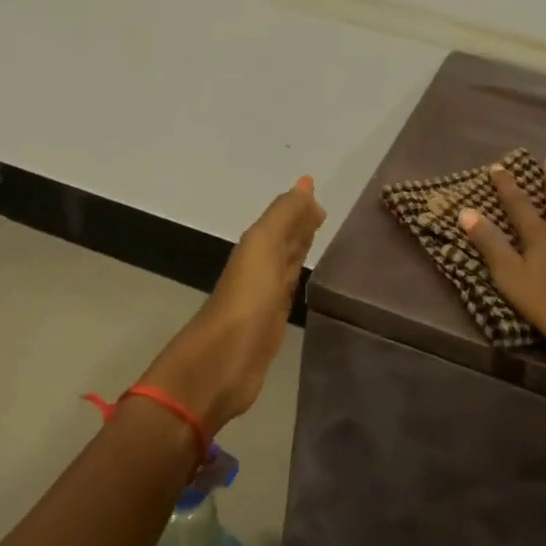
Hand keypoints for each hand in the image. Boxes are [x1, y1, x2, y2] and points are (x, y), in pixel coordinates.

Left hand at [140, 177, 326, 433]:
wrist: (223, 362)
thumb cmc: (246, 299)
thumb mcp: (263, 245)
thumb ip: (284, 215)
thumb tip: (305, 184)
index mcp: (256, 246)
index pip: (282, 219)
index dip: (298, 207)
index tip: (317, 193)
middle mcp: (260, 267)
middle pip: (283, 240)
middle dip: (300, 225)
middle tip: (322, 212)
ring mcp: (265, 296)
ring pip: (286, 264)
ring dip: (299, 250)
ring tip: (319, 237)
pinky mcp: (272, 324)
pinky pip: (288, 291)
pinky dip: (296, 279)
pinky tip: (303, 279)